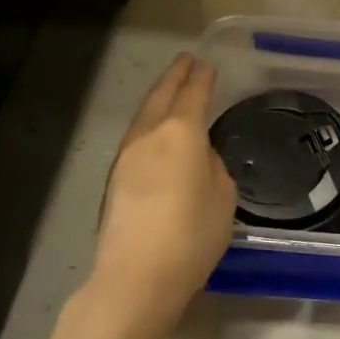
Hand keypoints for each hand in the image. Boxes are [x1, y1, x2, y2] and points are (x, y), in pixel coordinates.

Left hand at [84, 53, 235, 336]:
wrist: (136, 277)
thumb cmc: (192, 235)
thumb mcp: (224, 197)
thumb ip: (214, 167)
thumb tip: (200, 158)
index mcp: (181, 133)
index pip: (194, 94)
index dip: (202, 78)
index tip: (208, 64)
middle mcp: (150, 136)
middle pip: (161, 96)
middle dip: (175, 76)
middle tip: (186, 61)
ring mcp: (127, 157)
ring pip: (144, 116)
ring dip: (158, 98)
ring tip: (171, 91)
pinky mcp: (115, 180)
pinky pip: (137, 137)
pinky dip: (150, 123)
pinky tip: (157, 133)